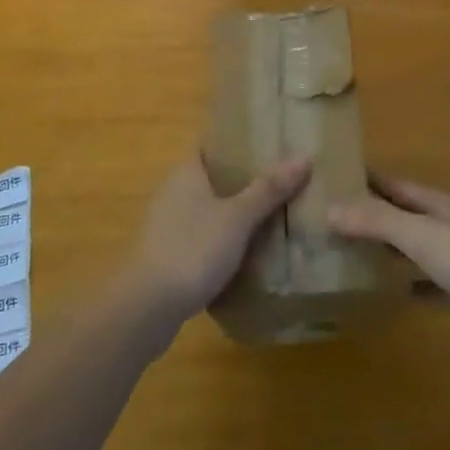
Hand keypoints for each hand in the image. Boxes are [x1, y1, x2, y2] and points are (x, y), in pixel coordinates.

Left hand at [122, 154, 311, 331]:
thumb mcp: (238, 217)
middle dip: (244, 179)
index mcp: (186, 172)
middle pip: (213, 177)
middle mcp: (173, 192)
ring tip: (274, 214)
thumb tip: (304, 156)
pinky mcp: (168, 256)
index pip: (212, 144)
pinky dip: (224, 240)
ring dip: (235, 212)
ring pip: (209, 209)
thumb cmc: (191, 249)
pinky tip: (249, 252)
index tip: (270, 142)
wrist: (145, 309)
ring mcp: (168, 226)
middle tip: (282, 179)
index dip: (239, 140)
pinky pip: (203, 238)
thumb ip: (269, 189)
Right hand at [328, 176, 449, 345]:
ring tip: (343, 257)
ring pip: (409, 250)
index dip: (363, 180)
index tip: (329, 179)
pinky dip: (403, 286)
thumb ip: (377, 220)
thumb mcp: (421, 233)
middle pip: (399, 215)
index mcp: (434, 203)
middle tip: (325, 222)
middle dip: (368, 217)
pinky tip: (380, 296)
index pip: (391, 184)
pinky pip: (423, 285)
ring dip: (383, 251)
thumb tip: (329, 207)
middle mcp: (442, 225)